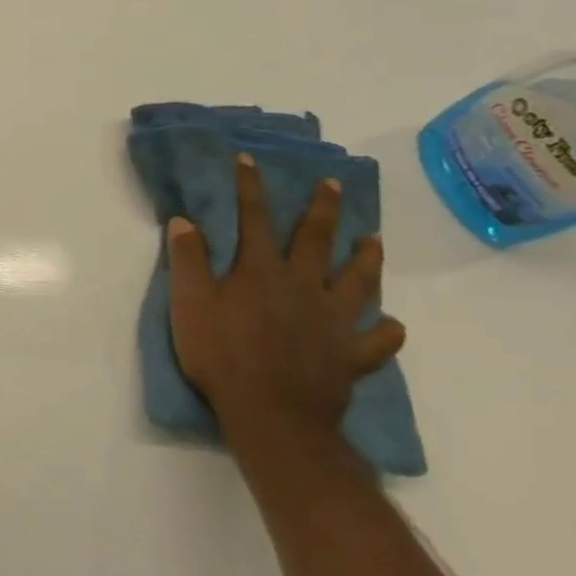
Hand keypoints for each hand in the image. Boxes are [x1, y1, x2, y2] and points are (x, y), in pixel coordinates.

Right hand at [166, 154, 404, 450]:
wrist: (271, 415)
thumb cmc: (221, 355)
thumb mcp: (190, 305)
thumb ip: (188, 261)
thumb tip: (184, 220)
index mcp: (260, 271)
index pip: (254, 218)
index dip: (250, 187)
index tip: (250, 160)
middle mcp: (302, 286)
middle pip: (315, 240)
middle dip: (322, 209)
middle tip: (333, 185)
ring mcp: (333, 320)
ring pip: (357, 282)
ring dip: (365, 258)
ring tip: (373, 240)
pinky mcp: (351, 355)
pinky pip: (377, 341)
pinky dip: (386, 331)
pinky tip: (391, 325)